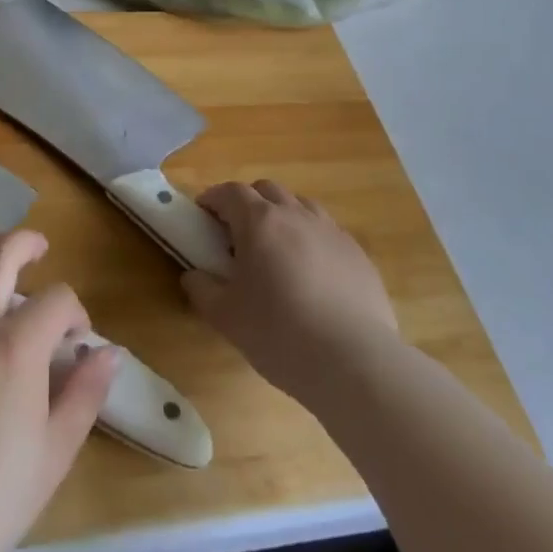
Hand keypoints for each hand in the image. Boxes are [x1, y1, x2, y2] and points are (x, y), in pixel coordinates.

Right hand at [182, 181, 399, 404]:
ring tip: (275, 251)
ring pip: (300, 206)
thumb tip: (193, 275)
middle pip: (267, 190)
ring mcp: (331, 231)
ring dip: (282, 217)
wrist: (353, 361)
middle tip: (236, 235)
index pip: (230, 192)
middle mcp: (296, 215)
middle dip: (247, 203)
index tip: (202, 216)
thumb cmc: (279, 333)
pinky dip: (311, 240)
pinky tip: (311, 275)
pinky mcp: (358, 254)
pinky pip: (327, 233)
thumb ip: (202, 289)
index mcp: (260, 222)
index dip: (213, 199)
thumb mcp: (225, 316)